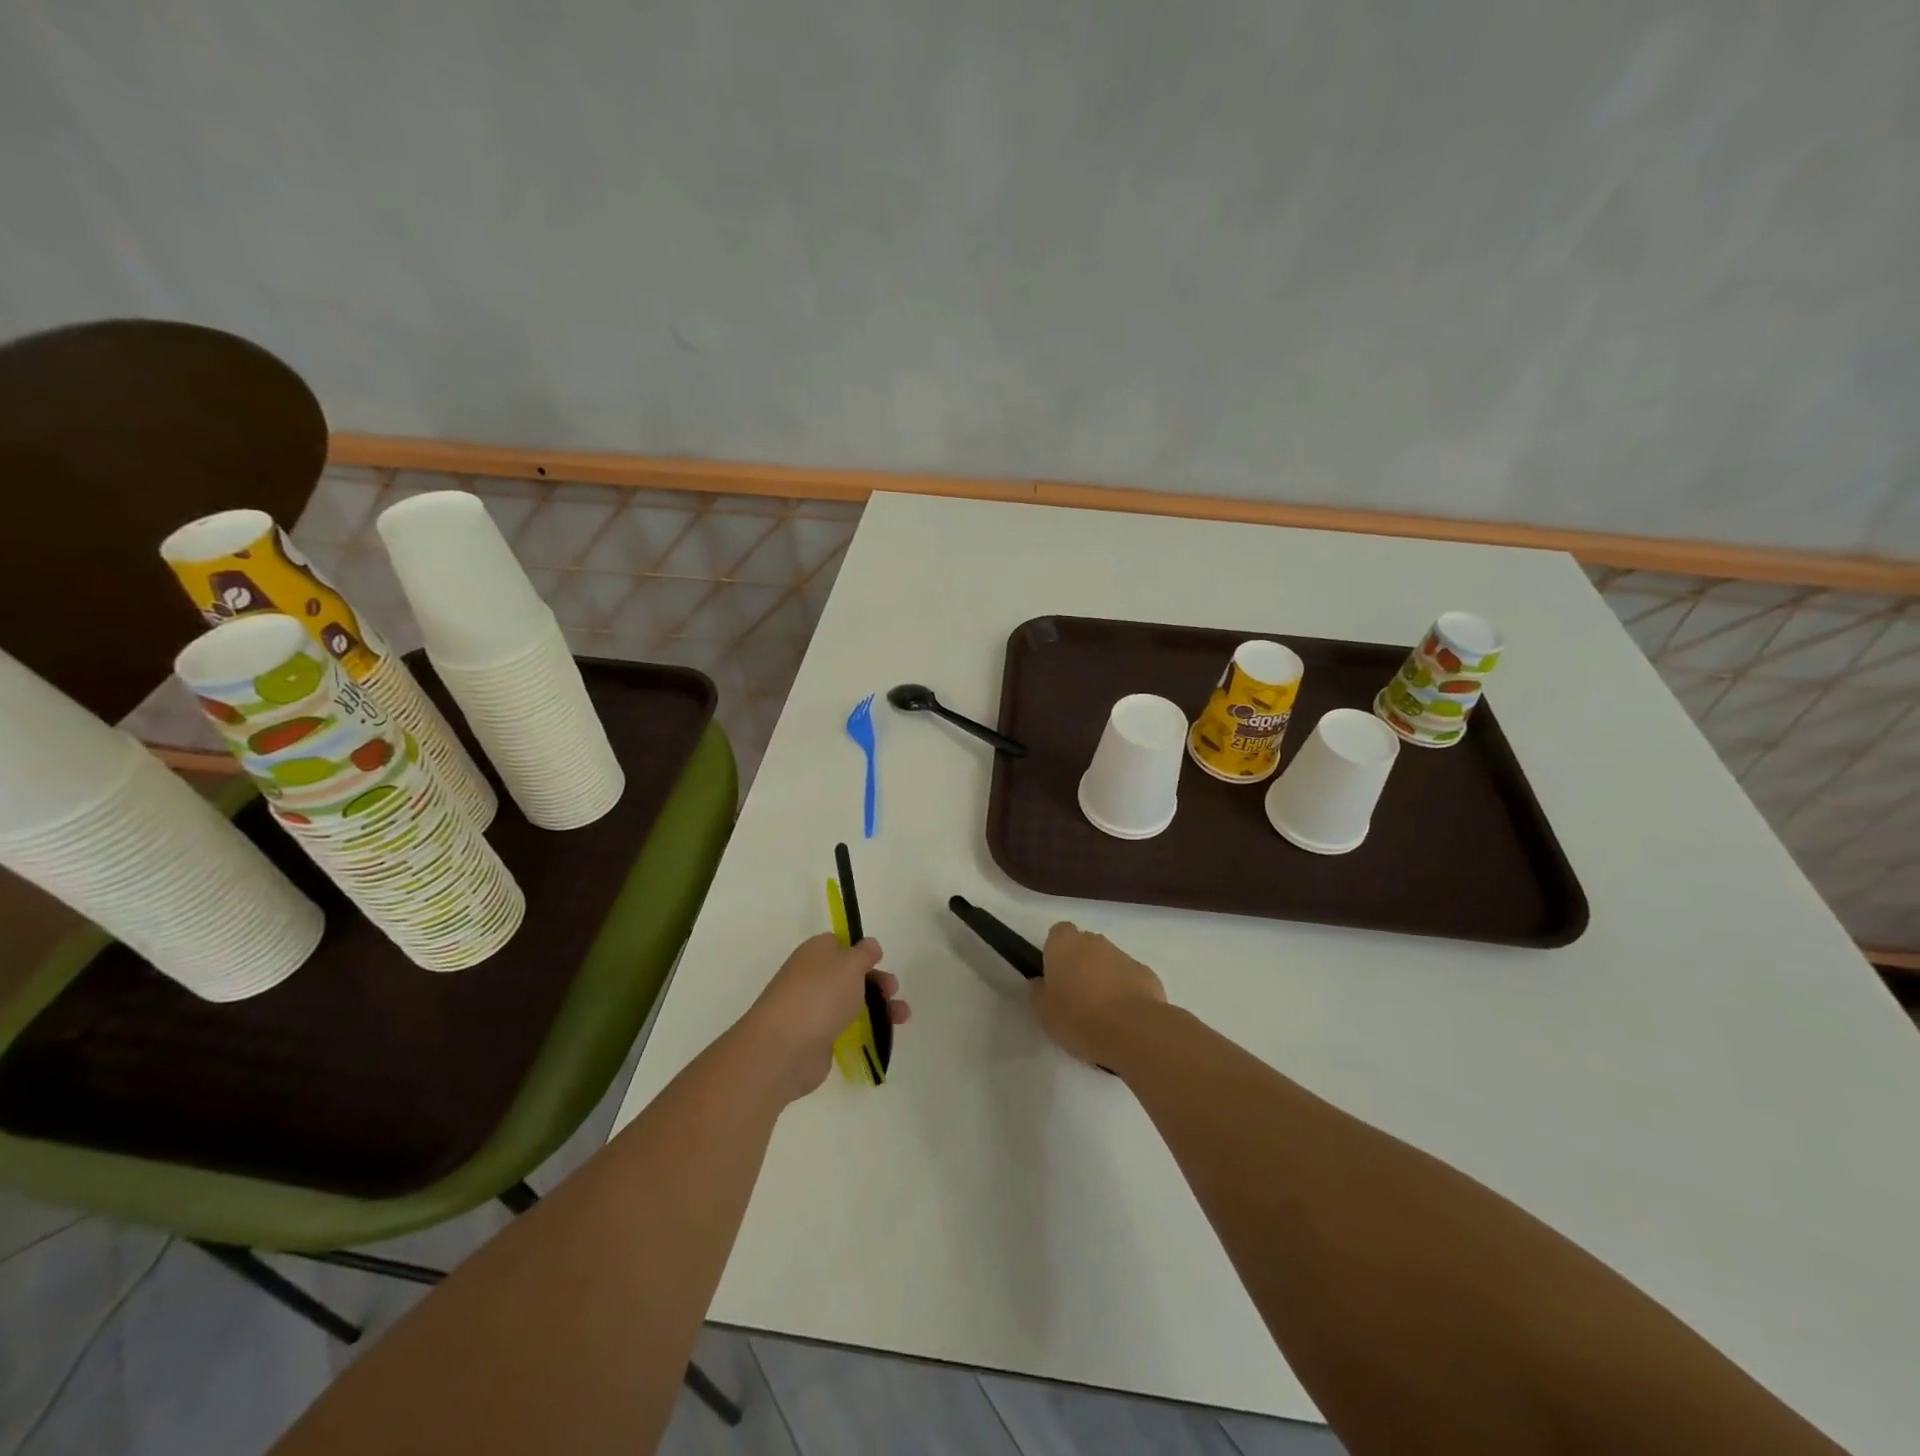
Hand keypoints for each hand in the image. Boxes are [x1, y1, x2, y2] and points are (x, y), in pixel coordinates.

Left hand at [740, 934, 909, 1102]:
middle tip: (893, 990)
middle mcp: (812, 977)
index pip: (840, 944)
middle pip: (849, 974)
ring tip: (903, 1017)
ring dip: (879, 1007)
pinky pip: (845, 1027)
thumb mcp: (850, 964)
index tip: (879, 961)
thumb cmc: (820, 995)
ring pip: (851, 1002)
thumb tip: (869, 945)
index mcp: (816, 952)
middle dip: (876, 981)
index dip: (861, 952)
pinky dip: (865, 1029)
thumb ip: (864, 953)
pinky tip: (883, 1035)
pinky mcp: (817, 1037)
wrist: (784, 1048)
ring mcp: (813, 1008)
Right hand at [1031, 922, 1165, 1066]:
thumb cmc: (1077, 1018)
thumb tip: (1039, 982)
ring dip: (1104, 977)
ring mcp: (1123, 955)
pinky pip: (1129, 978)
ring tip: (1101, 1012)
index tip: (1055, 975)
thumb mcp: (1043, 1012)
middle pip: (1084, 945)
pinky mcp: (1146, 973)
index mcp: (1064, 944)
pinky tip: (1123, 1017)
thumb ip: (1038, 992)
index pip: (1058, 933)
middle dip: (1081, 963)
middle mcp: (1094, 941)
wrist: (1132, 1031)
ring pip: (1108, 961)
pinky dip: (1125, 991)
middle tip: (1075, 996)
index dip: (1056, 951)